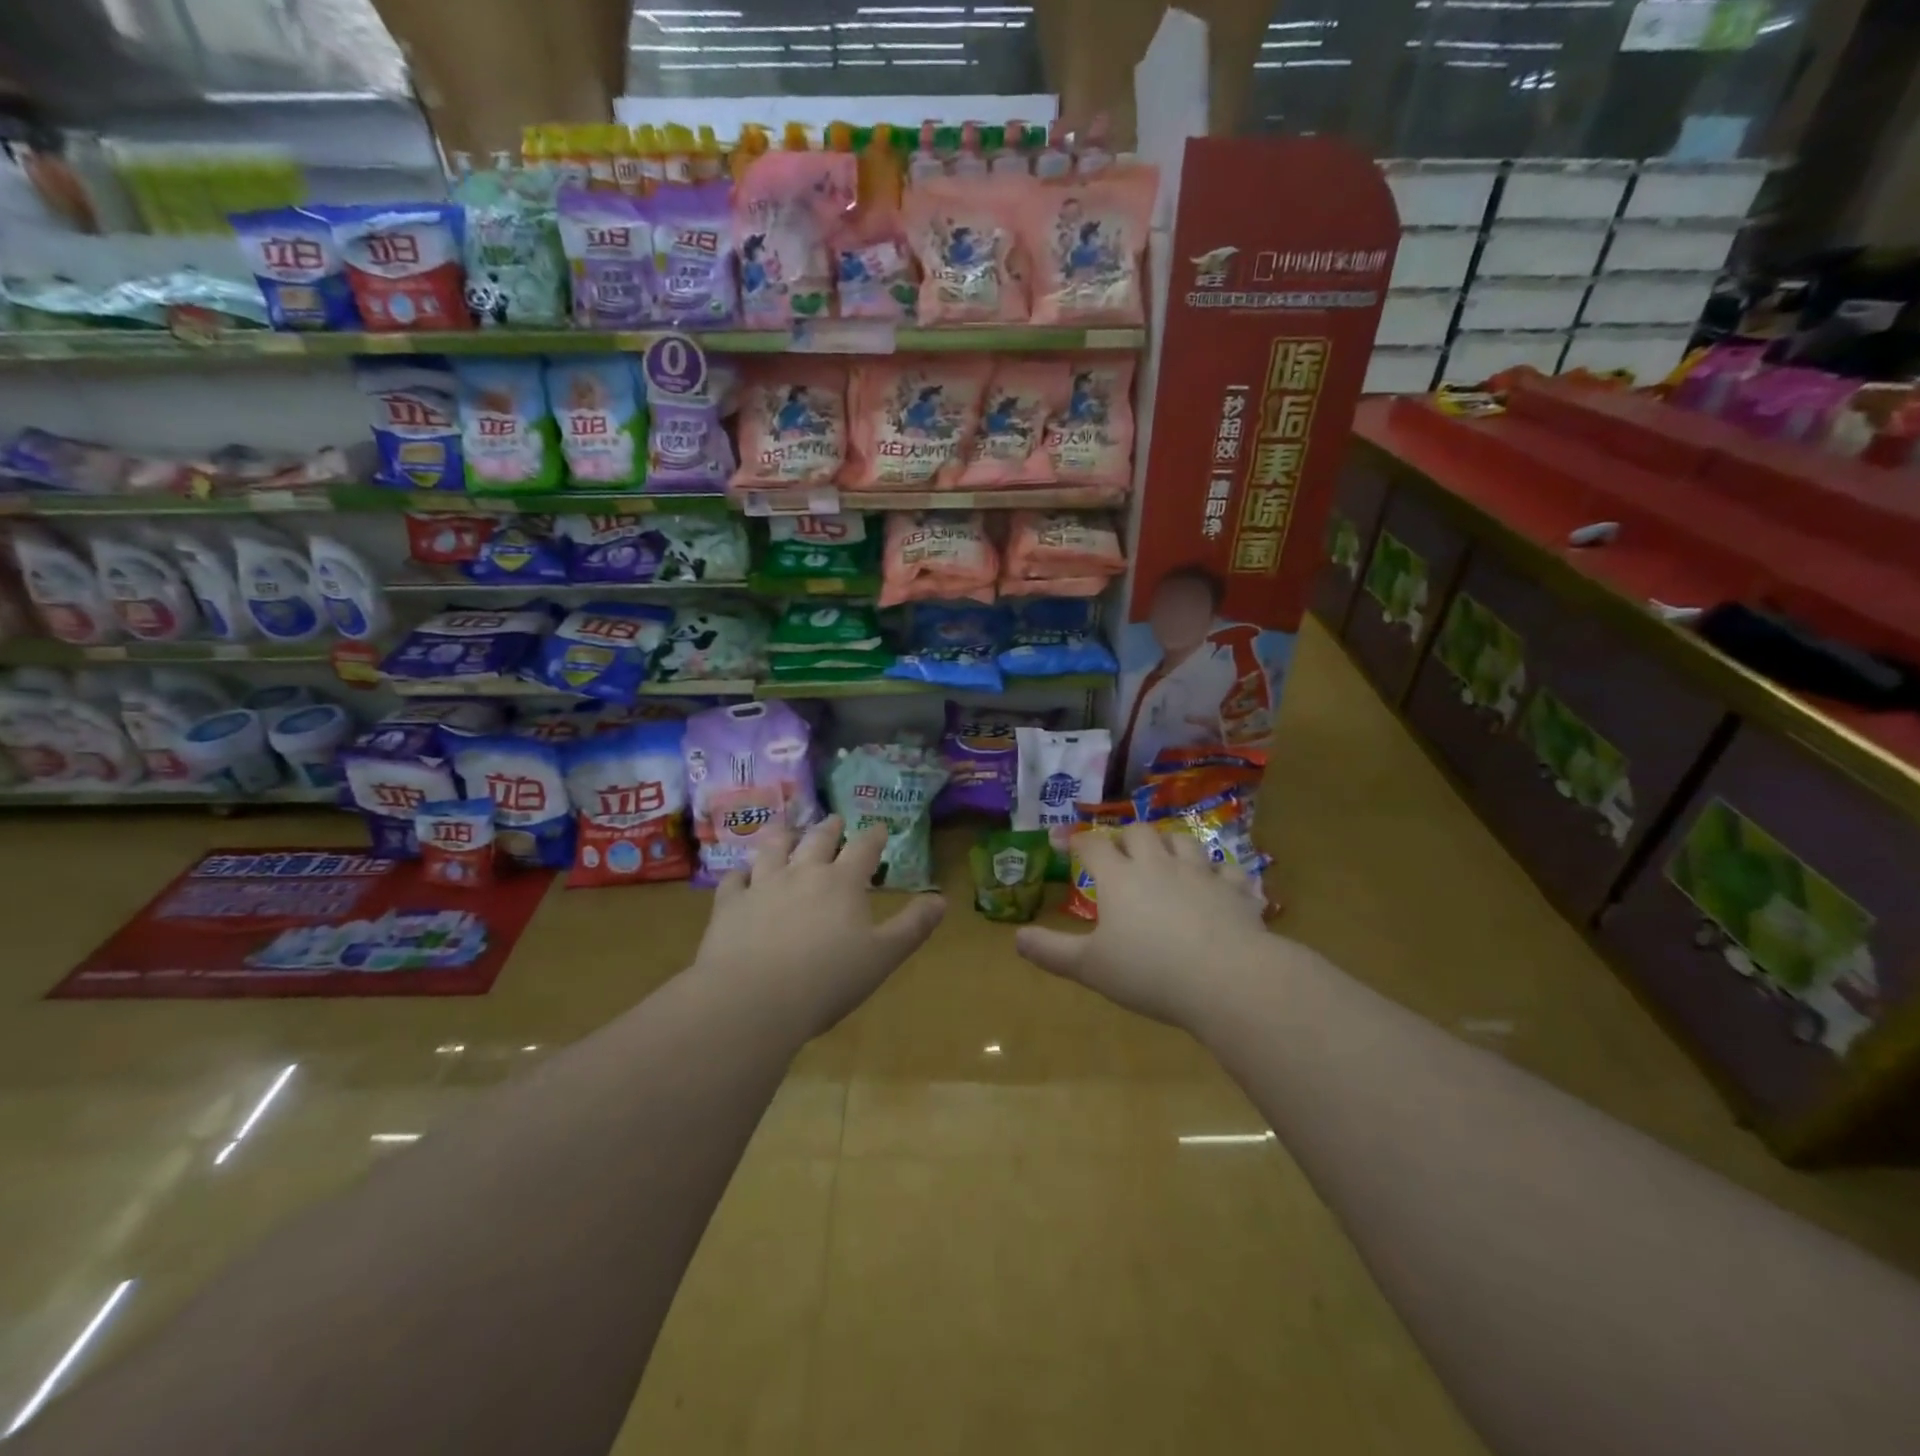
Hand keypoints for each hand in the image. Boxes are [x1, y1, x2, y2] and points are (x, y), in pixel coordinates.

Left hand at [693, 816, 945, 1038]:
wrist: (753, 999)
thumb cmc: (827, 980)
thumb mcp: (883, 956)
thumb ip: (913, 926)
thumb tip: (941, 899)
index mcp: (842, 883)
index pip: (863, 848)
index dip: (874, 835)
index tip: (879, 827)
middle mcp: (803, 873)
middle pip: (818, 840)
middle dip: (830, 828)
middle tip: (835, 820)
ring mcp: (762, 885)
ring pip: (773, 848)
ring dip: (783, 836)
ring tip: (787, 831)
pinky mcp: (730, 904)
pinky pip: (734, 879)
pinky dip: (740, 873)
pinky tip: (741, 875)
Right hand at [1015, 821, 1267, 1028]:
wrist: (1227, 979)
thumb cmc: (1149, 972)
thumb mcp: (1090, 967)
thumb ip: (1052, 951)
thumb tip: (1017, 938)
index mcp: (1120, 879)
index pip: (1093, 845)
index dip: (1076, 839)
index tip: (1064, 840)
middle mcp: (1159, 865)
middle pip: (1139, 832)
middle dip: (1126, 836)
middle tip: (1120, 851)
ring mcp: (1201, 874)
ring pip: (1184, 841)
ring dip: (1172, 844)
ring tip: (1166, 855)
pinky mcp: (1236, 891)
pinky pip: (1230, 870)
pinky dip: (1221, 873)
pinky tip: (1220, 883)